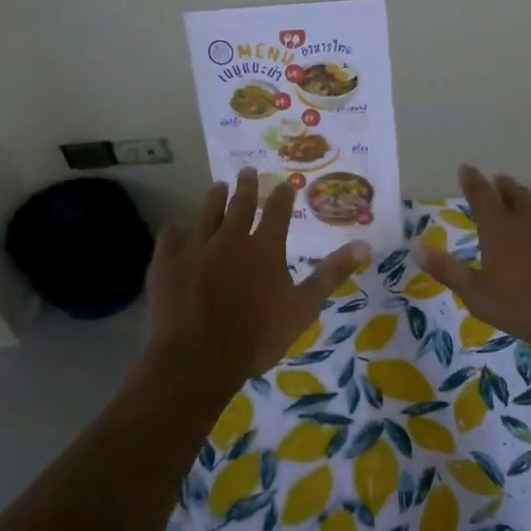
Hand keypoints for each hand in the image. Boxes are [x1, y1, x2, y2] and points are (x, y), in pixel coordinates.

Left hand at [146, 168, 369, 390]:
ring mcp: (196, 248)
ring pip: (206, 213)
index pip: (277, 211)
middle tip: (247, 171)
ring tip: (218, 186)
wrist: (199, 359)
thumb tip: (362, 245)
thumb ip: (330, 274)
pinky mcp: (167, 262)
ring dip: (214, 198)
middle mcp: (231, 238)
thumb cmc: (258, 336)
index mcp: (265, 247)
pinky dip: (176, 229)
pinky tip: (177, 226)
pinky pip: (171, 236)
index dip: (281, 195)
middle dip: (246, 186)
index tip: (284, 184)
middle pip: (240, 204)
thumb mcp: (304, 308)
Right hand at [415, 165, 530, 351]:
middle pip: (514, 191)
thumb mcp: (479, 297)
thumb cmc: (530, 308)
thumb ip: (448, 271)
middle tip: (500, 184)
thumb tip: (416, 247)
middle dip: (503, 186)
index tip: (466, 167)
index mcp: (500, 227)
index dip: (471, 180)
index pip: (480, 194)